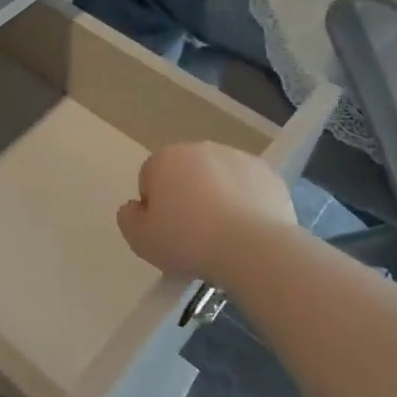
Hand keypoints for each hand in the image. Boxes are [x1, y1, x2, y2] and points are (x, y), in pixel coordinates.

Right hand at [116, 142, 296, 280]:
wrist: (253, 248)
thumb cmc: (188, 241)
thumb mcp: (140, 240)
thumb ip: (128, 218)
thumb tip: (135, 208)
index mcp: (165, 159)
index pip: (150, 178)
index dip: (155, 208)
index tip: (166, 233)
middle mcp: (200, 149)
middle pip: (186, 175)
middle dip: (187, 198)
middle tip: (194, 235)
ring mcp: (238, 158)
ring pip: (219, 179)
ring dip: (218, 198)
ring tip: (224, 236)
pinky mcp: (268, 174)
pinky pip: (249, 189)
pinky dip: (247, 204)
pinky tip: (248, 231)